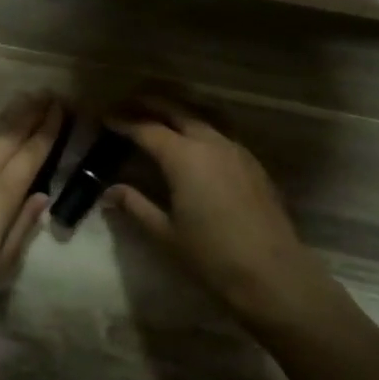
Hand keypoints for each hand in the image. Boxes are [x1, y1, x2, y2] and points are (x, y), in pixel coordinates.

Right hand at [105, 99, 325, 316]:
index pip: (146, 129)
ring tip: (158, 117)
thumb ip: (136, 206)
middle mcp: (210, 143)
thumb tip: (110, 192)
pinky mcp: (253, 164)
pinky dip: (200, 129)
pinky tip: (194, 145)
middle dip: (150, 105)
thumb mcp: (165, 233)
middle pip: (176, 111)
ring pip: (202, 119)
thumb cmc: (211, 256)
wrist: (272, 275)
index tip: (106, 117)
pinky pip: (220, 135)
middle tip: (128, 104)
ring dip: (177, 113)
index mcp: (184, 157)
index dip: (124, 122)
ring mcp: (236, 151)